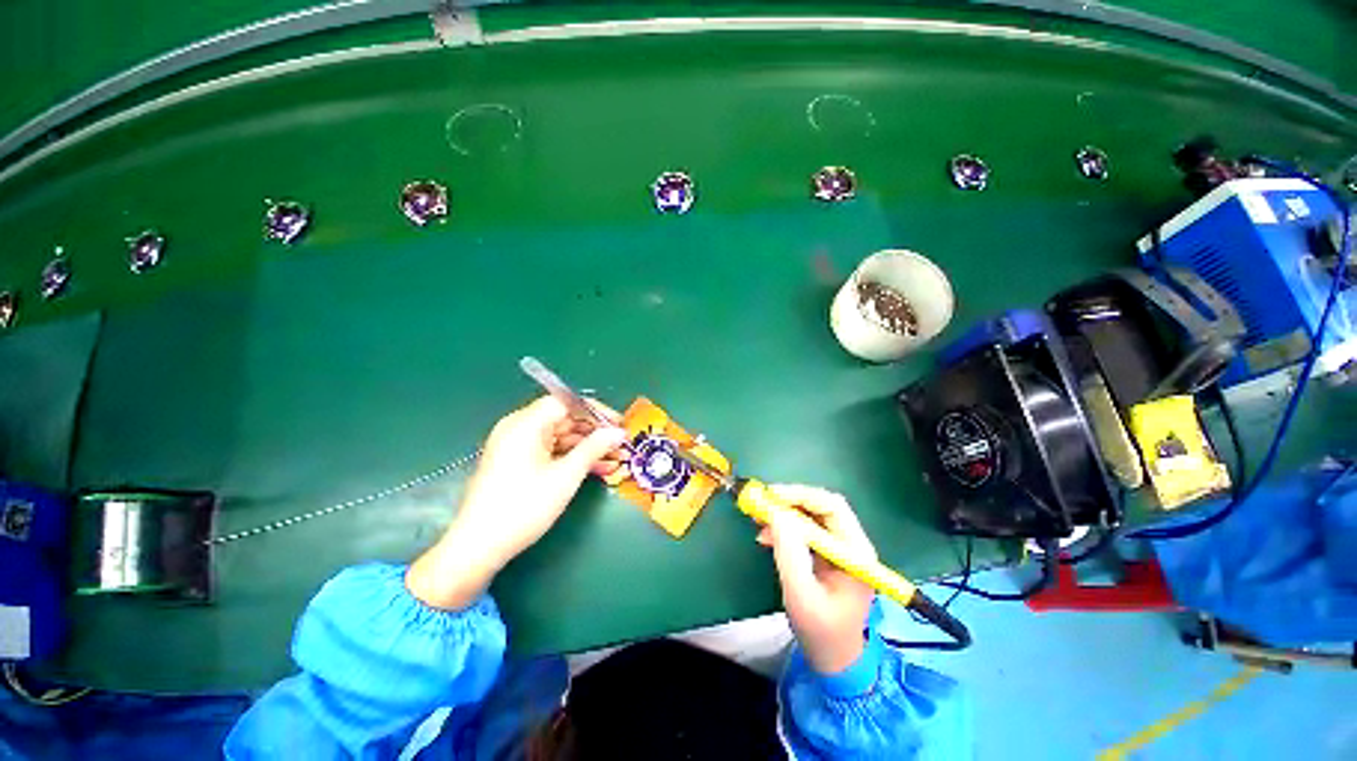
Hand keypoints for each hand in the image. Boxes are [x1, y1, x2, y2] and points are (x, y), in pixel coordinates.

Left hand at [407, 396, 627, 608]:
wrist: (479, 548)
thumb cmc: (524, 506)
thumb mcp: (566, 475)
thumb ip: (595, 447)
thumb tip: (618, 432)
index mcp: (526, 423)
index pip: (566, 403)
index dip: (595, 411)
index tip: (618, 424)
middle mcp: (519, 428)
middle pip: (564, 419)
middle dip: (595, 432)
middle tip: (621, 445)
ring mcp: (517, 446)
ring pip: (560, 437)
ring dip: (587, 448)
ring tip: (615, 460)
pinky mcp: (517, 463)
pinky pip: (550, 452)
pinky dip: (572, 458)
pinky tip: (597, 469)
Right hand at [756, 485, 876, 674]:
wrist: (833, 659)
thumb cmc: (821, 632)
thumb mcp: (801, 595)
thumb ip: (790, 553)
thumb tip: (776, 514)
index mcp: (856, 552)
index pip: (832, 507)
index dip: (801, 495)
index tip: (771, 496)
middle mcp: (851, 543)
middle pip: (821, 506)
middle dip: (790, 501)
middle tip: (762, 503)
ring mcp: (838, 547)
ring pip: (811, 515)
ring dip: (784, 513)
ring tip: (759, 518)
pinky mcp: (825, 553)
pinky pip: (804, 528)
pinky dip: (784, 526)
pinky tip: (766, 535)